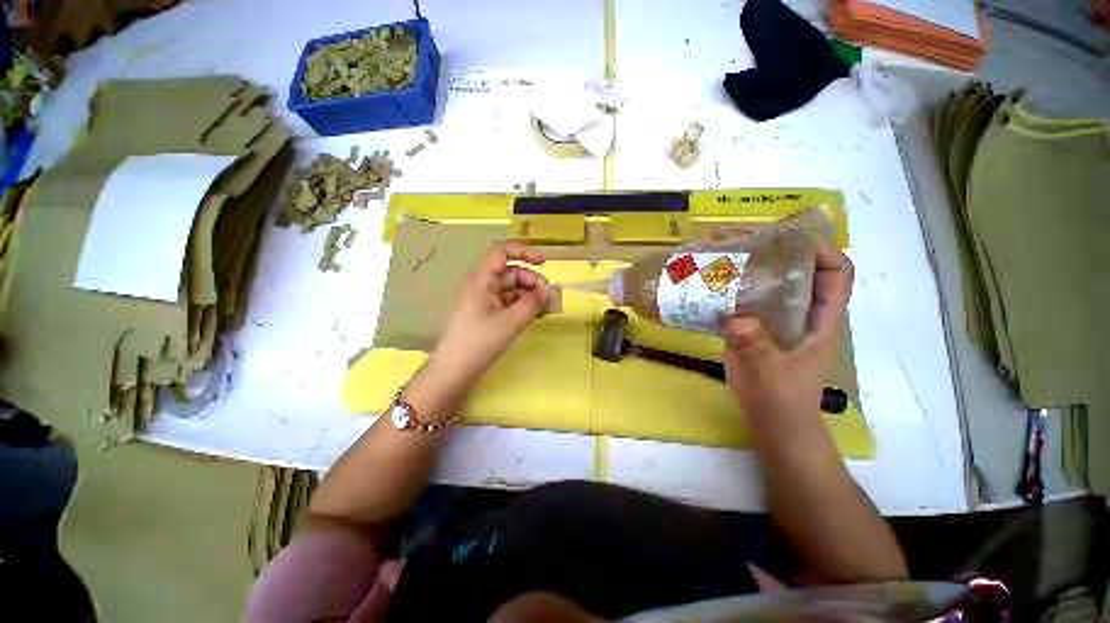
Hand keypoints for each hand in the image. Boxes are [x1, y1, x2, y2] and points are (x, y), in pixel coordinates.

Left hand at [406, 243, 556, 419]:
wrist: (453, 373)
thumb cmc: (479, 342)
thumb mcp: (511, 321)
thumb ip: (533, 303)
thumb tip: (548, 293)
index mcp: (482, 279)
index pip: (503, 252)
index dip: (524, 252)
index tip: (544, 262)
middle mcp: (483, 286)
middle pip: (512, 273)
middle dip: (533, 282)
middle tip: (551, 299)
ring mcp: (484, 301)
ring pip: (512, 289)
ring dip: (530, 295)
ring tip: (546, 309)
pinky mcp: (487, 316)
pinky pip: (508, 303)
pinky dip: (523, 306)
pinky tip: (535, 316)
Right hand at [720, 241, 852, 424]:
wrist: (771, 422)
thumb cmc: (783, 400)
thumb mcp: (771, 374)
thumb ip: (757, 347)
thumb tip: (736, 319)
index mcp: (821, 317)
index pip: (836, 272)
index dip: (819, 248)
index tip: (784, 237)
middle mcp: (800, 310)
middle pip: (792, 268)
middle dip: (766, 248)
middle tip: (730, 239)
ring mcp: (773, 317)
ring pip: (762, 281)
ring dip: (739, 264)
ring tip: (710, 252)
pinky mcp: (751, 326)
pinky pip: (740, 298)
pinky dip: (723, 286)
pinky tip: (701, 282)